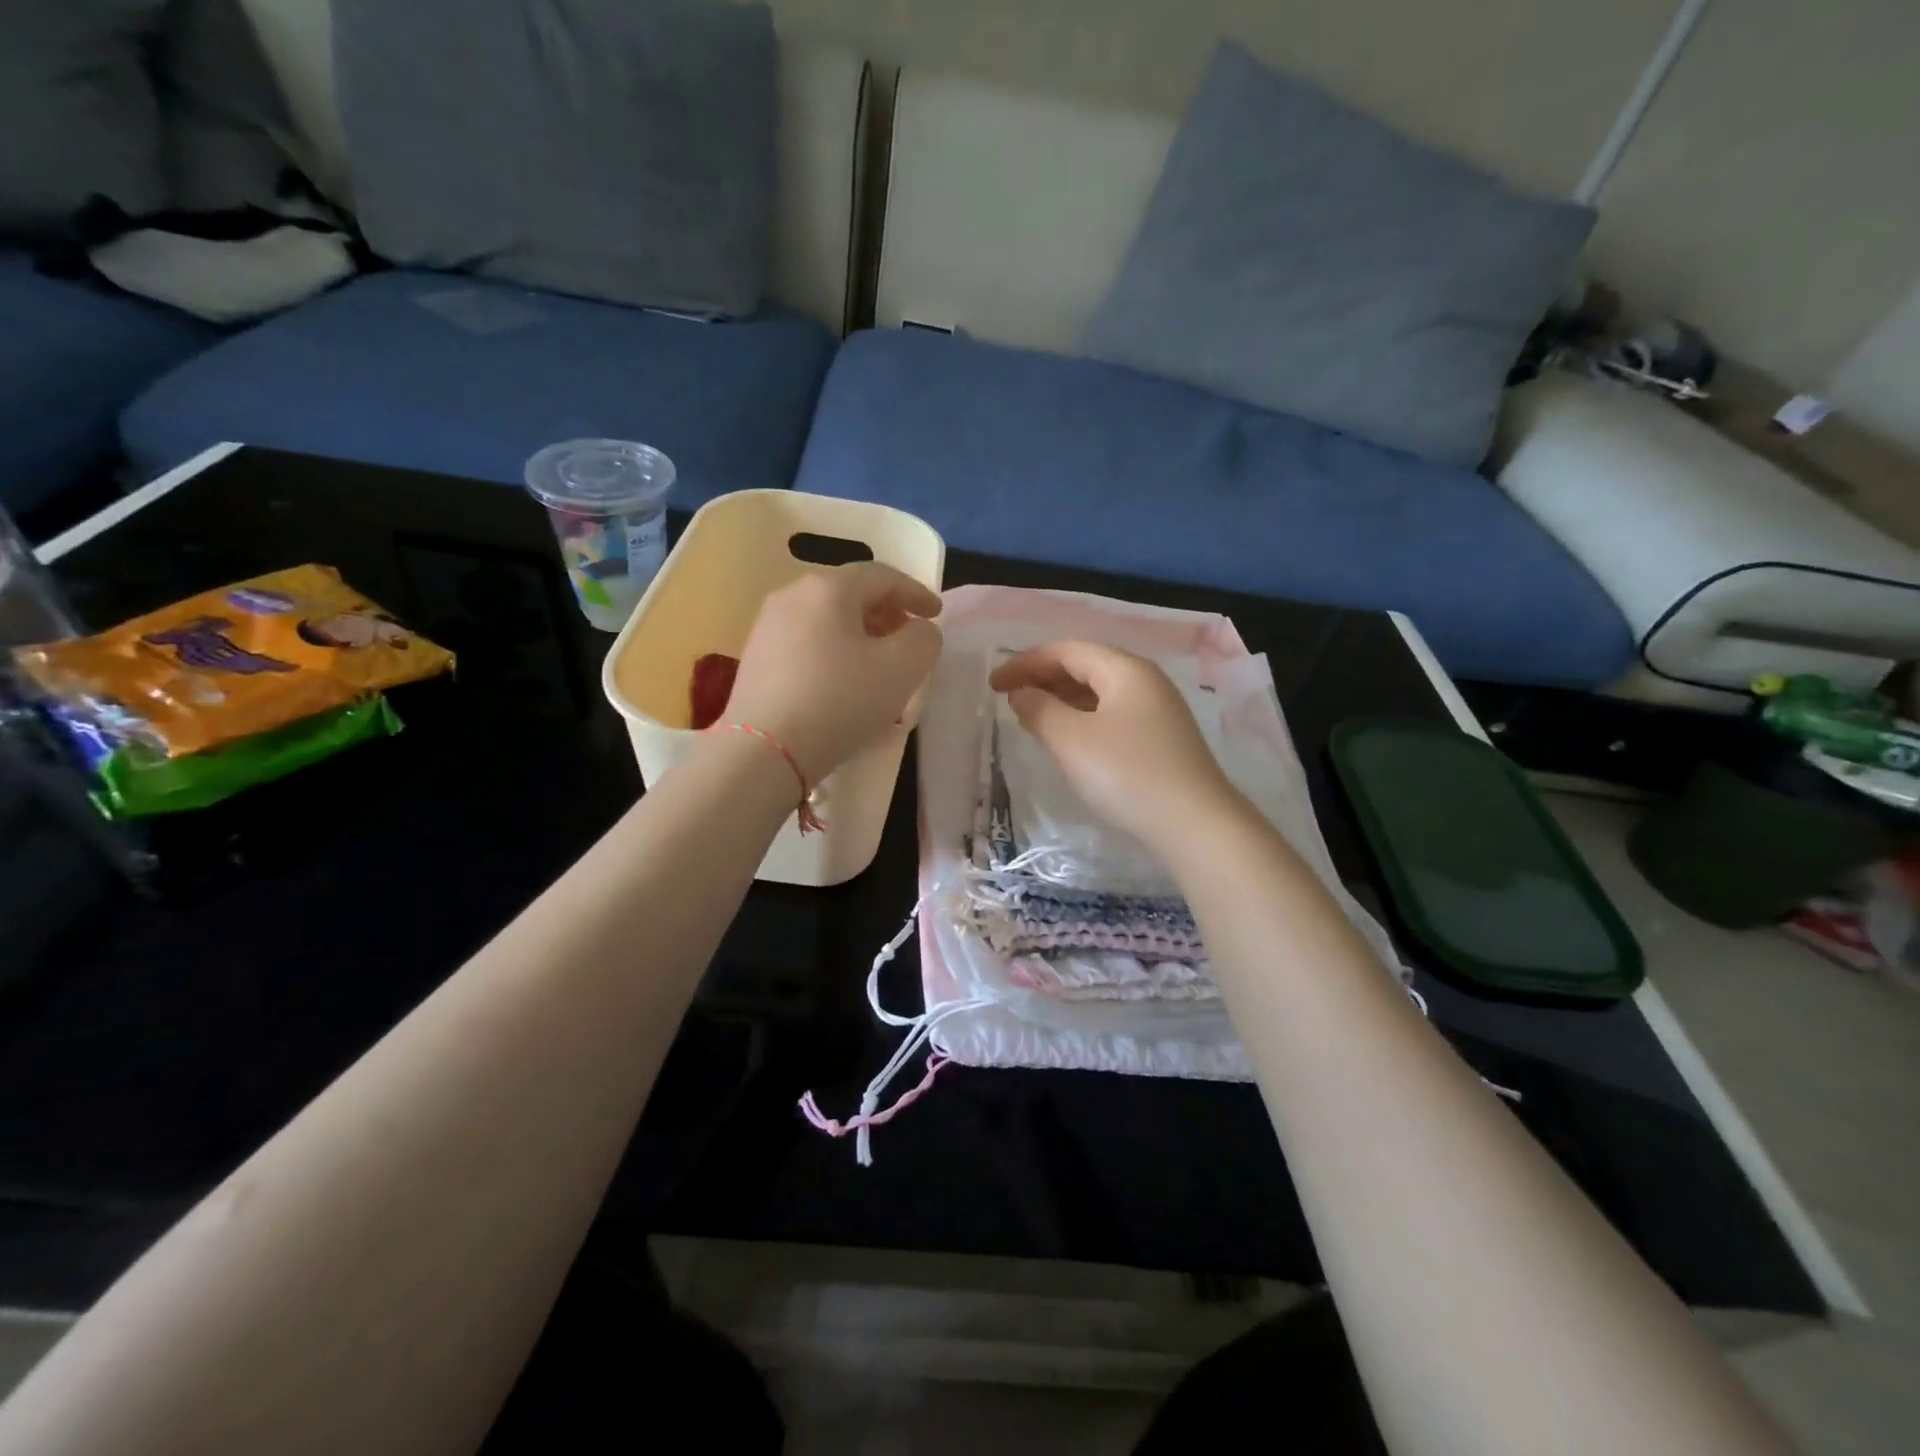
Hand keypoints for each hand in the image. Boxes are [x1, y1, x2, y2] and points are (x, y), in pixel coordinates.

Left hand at [725, 563, 942, 780]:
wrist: (764, 751)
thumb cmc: (840, 701)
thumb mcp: (903, 668)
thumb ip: (924, 639)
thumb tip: (918, 630)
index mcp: (828, 588)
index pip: (882, 576)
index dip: (916, 593)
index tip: (937, 615)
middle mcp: (792, 595)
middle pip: (851, 594)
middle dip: (887, 613)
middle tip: (909, 639)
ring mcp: (768, 627)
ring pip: (827, 620)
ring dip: (861, 635)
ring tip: (880, 664)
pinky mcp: (756, 659)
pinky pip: (807, 643)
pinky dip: (835, 652)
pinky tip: (844, 682)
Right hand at [990, 641, 1239, 844]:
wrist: (1195, 824)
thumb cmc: (1127, 774)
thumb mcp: (1071, 740)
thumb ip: (1039, 710)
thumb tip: (1021, 694)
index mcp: (1125, 669)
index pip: (1066, 651)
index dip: (1025, 663)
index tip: (993, 684)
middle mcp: (1145, 681)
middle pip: (1085, 666)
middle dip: (1043, 678)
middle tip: (1007, 698)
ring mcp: (1157, 710)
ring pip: (1099, 692)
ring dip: (1061, 699)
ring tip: (1030, 717)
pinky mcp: (1161, 739)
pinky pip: (1111, 714)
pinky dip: (1081, 718)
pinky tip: (1067, 739)